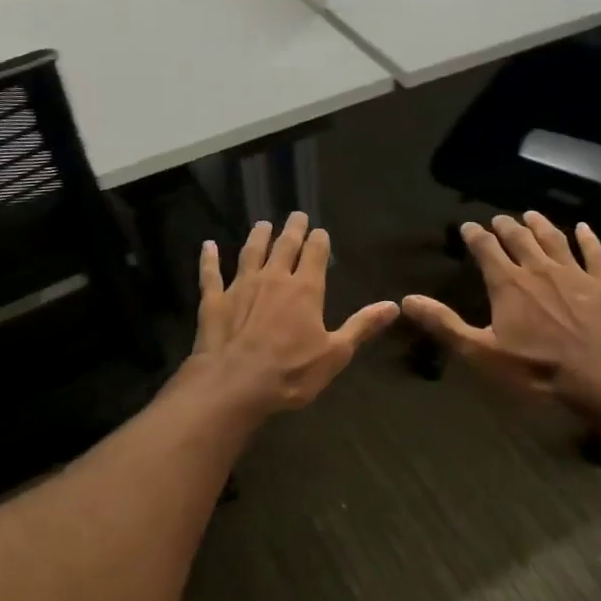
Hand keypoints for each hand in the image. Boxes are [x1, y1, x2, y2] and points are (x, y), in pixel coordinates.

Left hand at [190, 212, 401, 413]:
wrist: (234, 385)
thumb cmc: (290, 372)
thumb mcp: (335, 354)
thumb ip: (362, 326)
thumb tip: (393, 306)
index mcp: (305, 289)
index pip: (315, 253)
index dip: (319, 240)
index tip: (320, 231)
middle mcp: (273, 278)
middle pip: (284, 245)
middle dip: (292, 229)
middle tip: (296, 215)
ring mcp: (240, 286)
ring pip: (250, 253)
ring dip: (258, 236)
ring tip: (262, 224)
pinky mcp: (214, 300)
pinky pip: (211, 273)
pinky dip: (209, 258)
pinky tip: (207, 245)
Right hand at [402, 212, 600, 408]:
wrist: (598, 375)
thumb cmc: (534, 367)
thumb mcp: (480, 352)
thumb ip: (445, 324)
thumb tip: (407, 300)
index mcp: (507, 283)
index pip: (486, 249)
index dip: (475, 236)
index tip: (467, 226)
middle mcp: (538, 269)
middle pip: (519, 239)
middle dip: (506, 227)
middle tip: (499, 220)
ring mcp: (574, 273)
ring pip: (554, 240)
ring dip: (541, 225)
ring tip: (531, 215)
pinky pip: (594, 254)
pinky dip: (588, 239)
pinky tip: (584, 228)